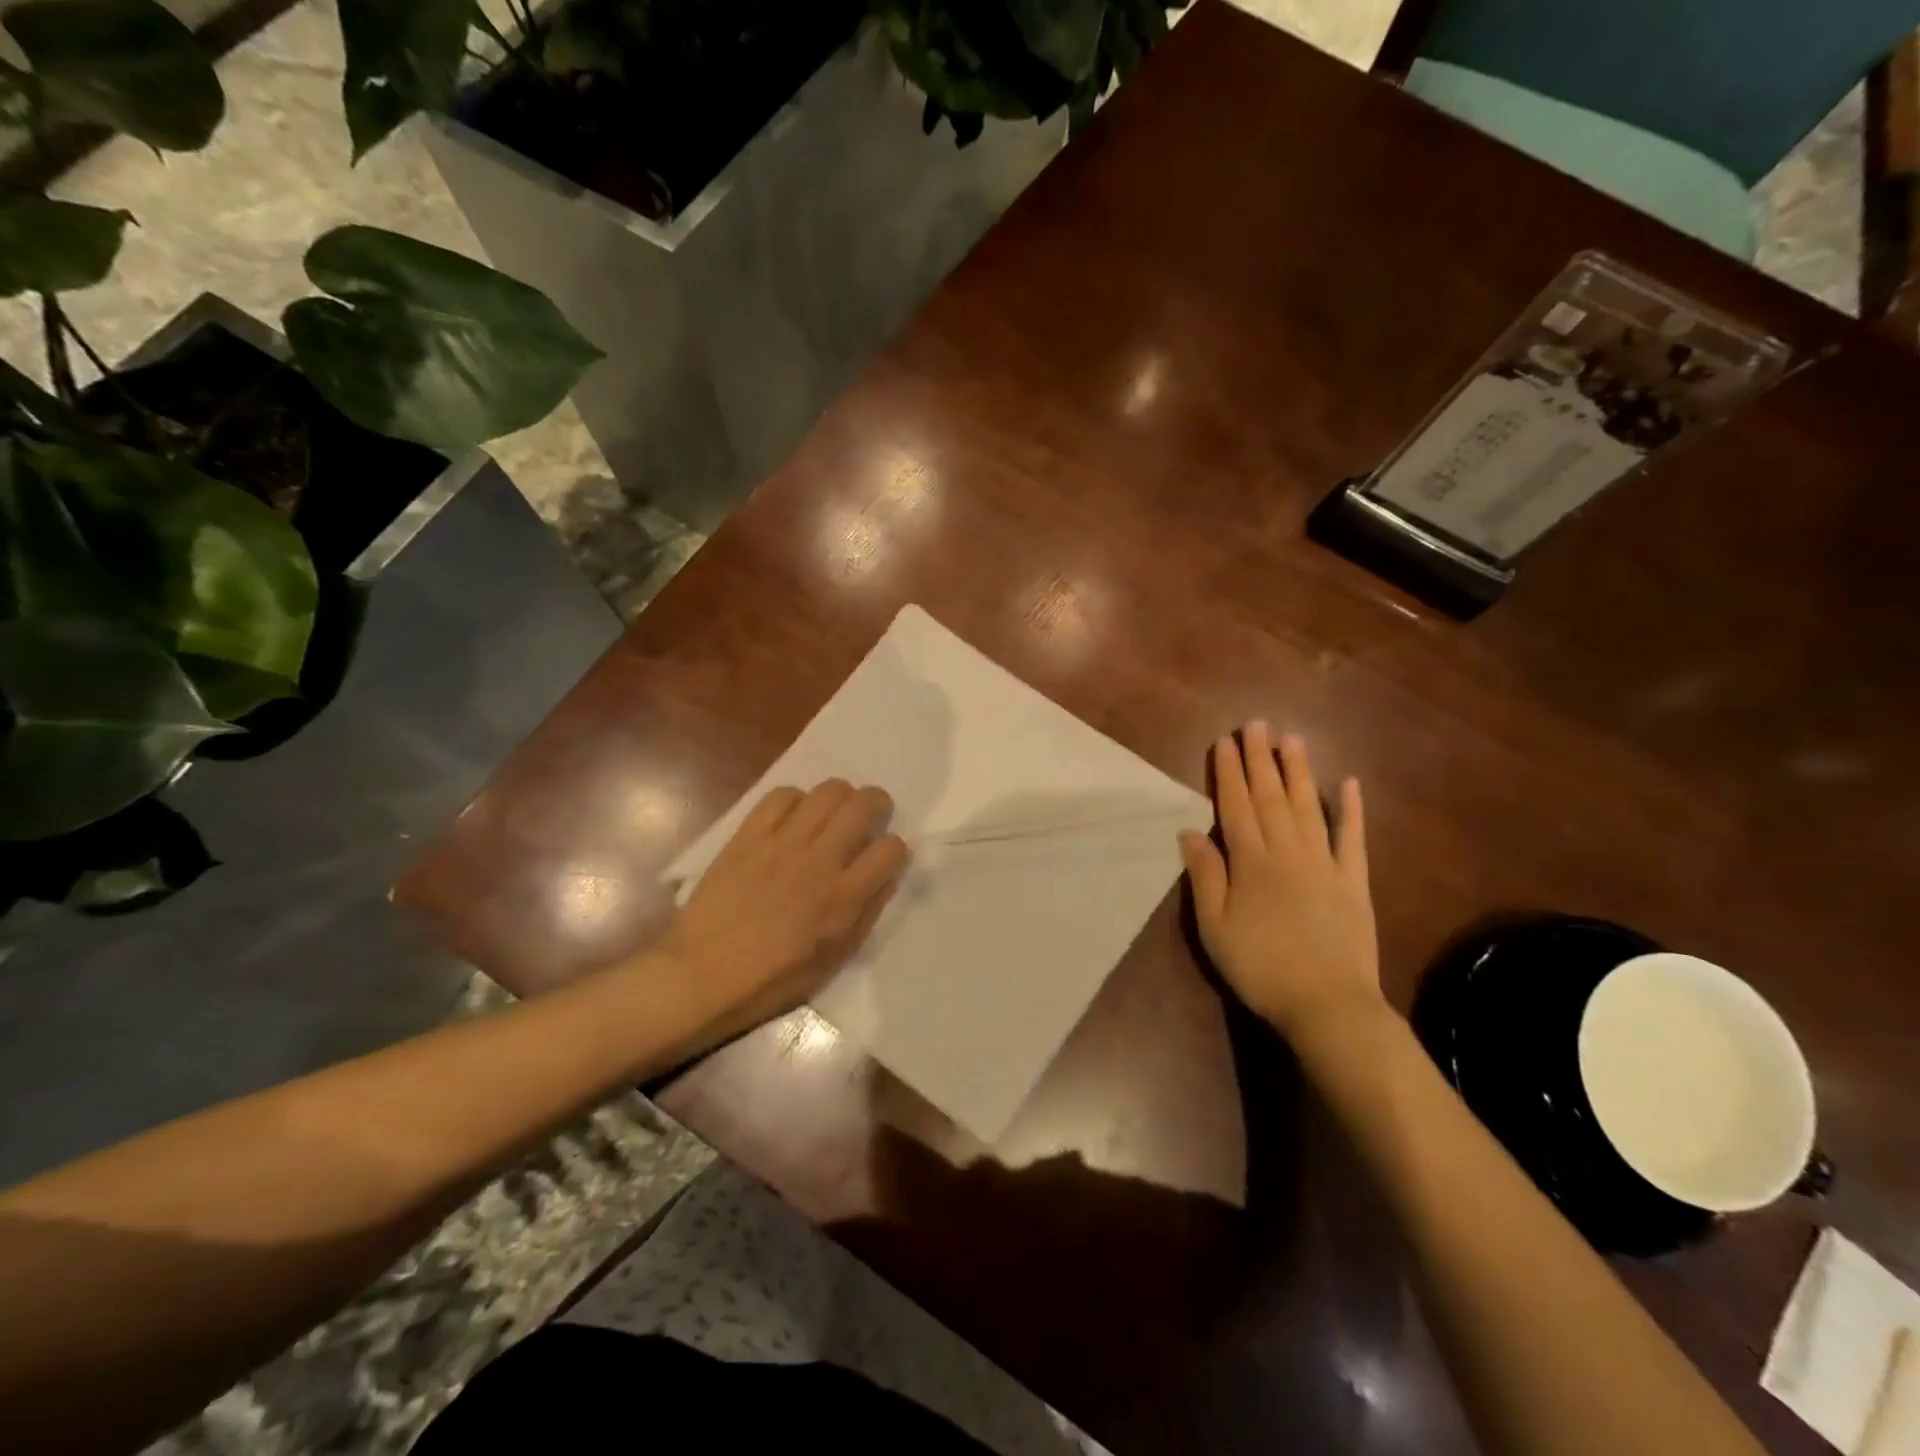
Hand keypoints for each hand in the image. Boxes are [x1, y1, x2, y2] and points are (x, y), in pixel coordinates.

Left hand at [661, 780, 908, 1042]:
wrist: (703, 975)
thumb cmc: (773, 979)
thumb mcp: (834, 959)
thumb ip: (866, 913)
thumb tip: (886, 876)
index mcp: (844, 898)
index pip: (892, 848)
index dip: (895, 849)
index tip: (884, 858)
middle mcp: (819, 860)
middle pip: (864, 804)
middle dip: (877, 804)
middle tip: (869, 817)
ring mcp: (782, 843)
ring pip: (828, 790)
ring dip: (840, 797)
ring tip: (832, 813)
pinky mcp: (749, 835)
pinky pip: (781, 795)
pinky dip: (795, 800)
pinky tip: (793, 818)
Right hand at [1179, 722, 1384, 1038]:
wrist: (1328, 1005)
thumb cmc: (1260, 967)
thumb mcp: (1215, 928)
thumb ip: (1205, 876)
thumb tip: (1190, 831)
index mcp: (1251, 862)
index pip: (1236, 806)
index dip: (1229, 772)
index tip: (1225, 741)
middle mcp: (1288, 852)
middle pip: (1271, 797)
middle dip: (1262, 759)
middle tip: (1258, 724)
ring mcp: (1325, 864)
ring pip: (1309, 807)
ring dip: (1299, 772)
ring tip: (1293, 740)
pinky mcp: (1353, 882)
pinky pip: (1352, 839)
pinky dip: (1352, 810)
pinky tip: (1349, 784)